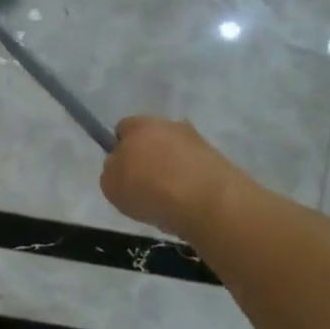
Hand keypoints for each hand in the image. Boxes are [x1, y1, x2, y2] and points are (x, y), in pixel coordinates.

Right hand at [99, 116, 249, 238]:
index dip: (120, 149)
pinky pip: (195, 169)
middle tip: (143, 185)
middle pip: (153, 139)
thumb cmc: (149, 190)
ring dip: (171, 169)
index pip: (123, 129)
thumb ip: (112, 171)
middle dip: (148, 157)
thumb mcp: (111, 186)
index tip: (122, 171)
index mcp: (139, 125)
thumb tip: (121, 167)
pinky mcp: (218, 159)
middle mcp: (169, 125)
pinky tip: (187, 203)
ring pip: (176, 153)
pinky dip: (190, 182)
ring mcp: (197, 140)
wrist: (206, 201)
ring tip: (167, 199)